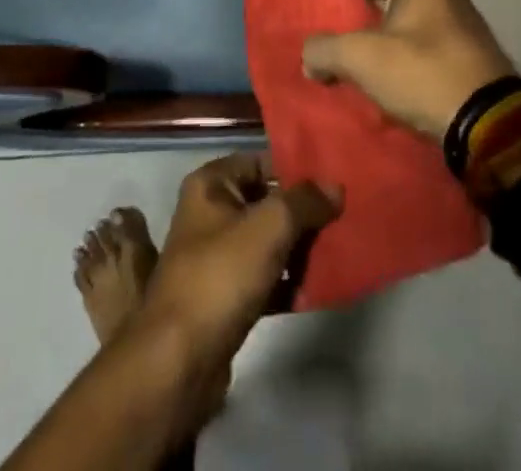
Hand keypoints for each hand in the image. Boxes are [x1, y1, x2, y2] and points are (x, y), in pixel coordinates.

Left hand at [136, 154, 340, 372]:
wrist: (180, 360)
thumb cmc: (221, 275)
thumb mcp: (269, 227)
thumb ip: (304, 202)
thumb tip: (335, 186)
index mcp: (211, 184)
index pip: (260, 161)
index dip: (294, 168)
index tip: (332, 180)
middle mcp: (209, 212)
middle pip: (266, 202)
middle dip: (301, 213)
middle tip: (340, 220)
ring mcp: (215, 257)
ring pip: (266, 242)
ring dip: (298, 249)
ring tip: (334, 255)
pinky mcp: (224, 297)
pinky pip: (263, 278)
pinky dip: (286, 282)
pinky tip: (315, 291)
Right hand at [302, 0, 516, 138]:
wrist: (491, 126)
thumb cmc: (421, 73)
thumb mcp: (360, 58)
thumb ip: (323, 49)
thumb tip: (309, 58)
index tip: (323, 23)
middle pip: (386, 0)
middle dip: (360, 25)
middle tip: (337, 51)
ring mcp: (463, 24)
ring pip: (408, 28)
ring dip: (385, 48)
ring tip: (361, 75)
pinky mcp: (475, 56)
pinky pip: (429, 51)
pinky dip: (409, 65)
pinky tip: (396, 90)